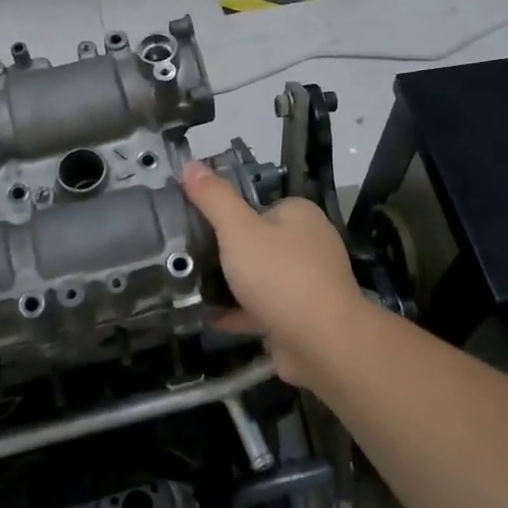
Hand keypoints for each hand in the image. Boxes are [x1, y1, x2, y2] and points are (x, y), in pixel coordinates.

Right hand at [181, 161, 366, 384]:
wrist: (323, 343)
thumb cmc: (280, 275)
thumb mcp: (238, 229)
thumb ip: (213, 198)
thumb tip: (190, 163)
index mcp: (299, 215)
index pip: (256, 205)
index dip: (224, 213)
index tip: (192, 224)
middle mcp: (308, 244)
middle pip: (256, 242)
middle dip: (223, 252)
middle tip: (185, 258)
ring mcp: (306, 283)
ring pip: (258, 278)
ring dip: (228, 284)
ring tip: (188, 286)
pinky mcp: (299, 317)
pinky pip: (261, 309)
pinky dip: (236, 312)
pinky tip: (206, 317)